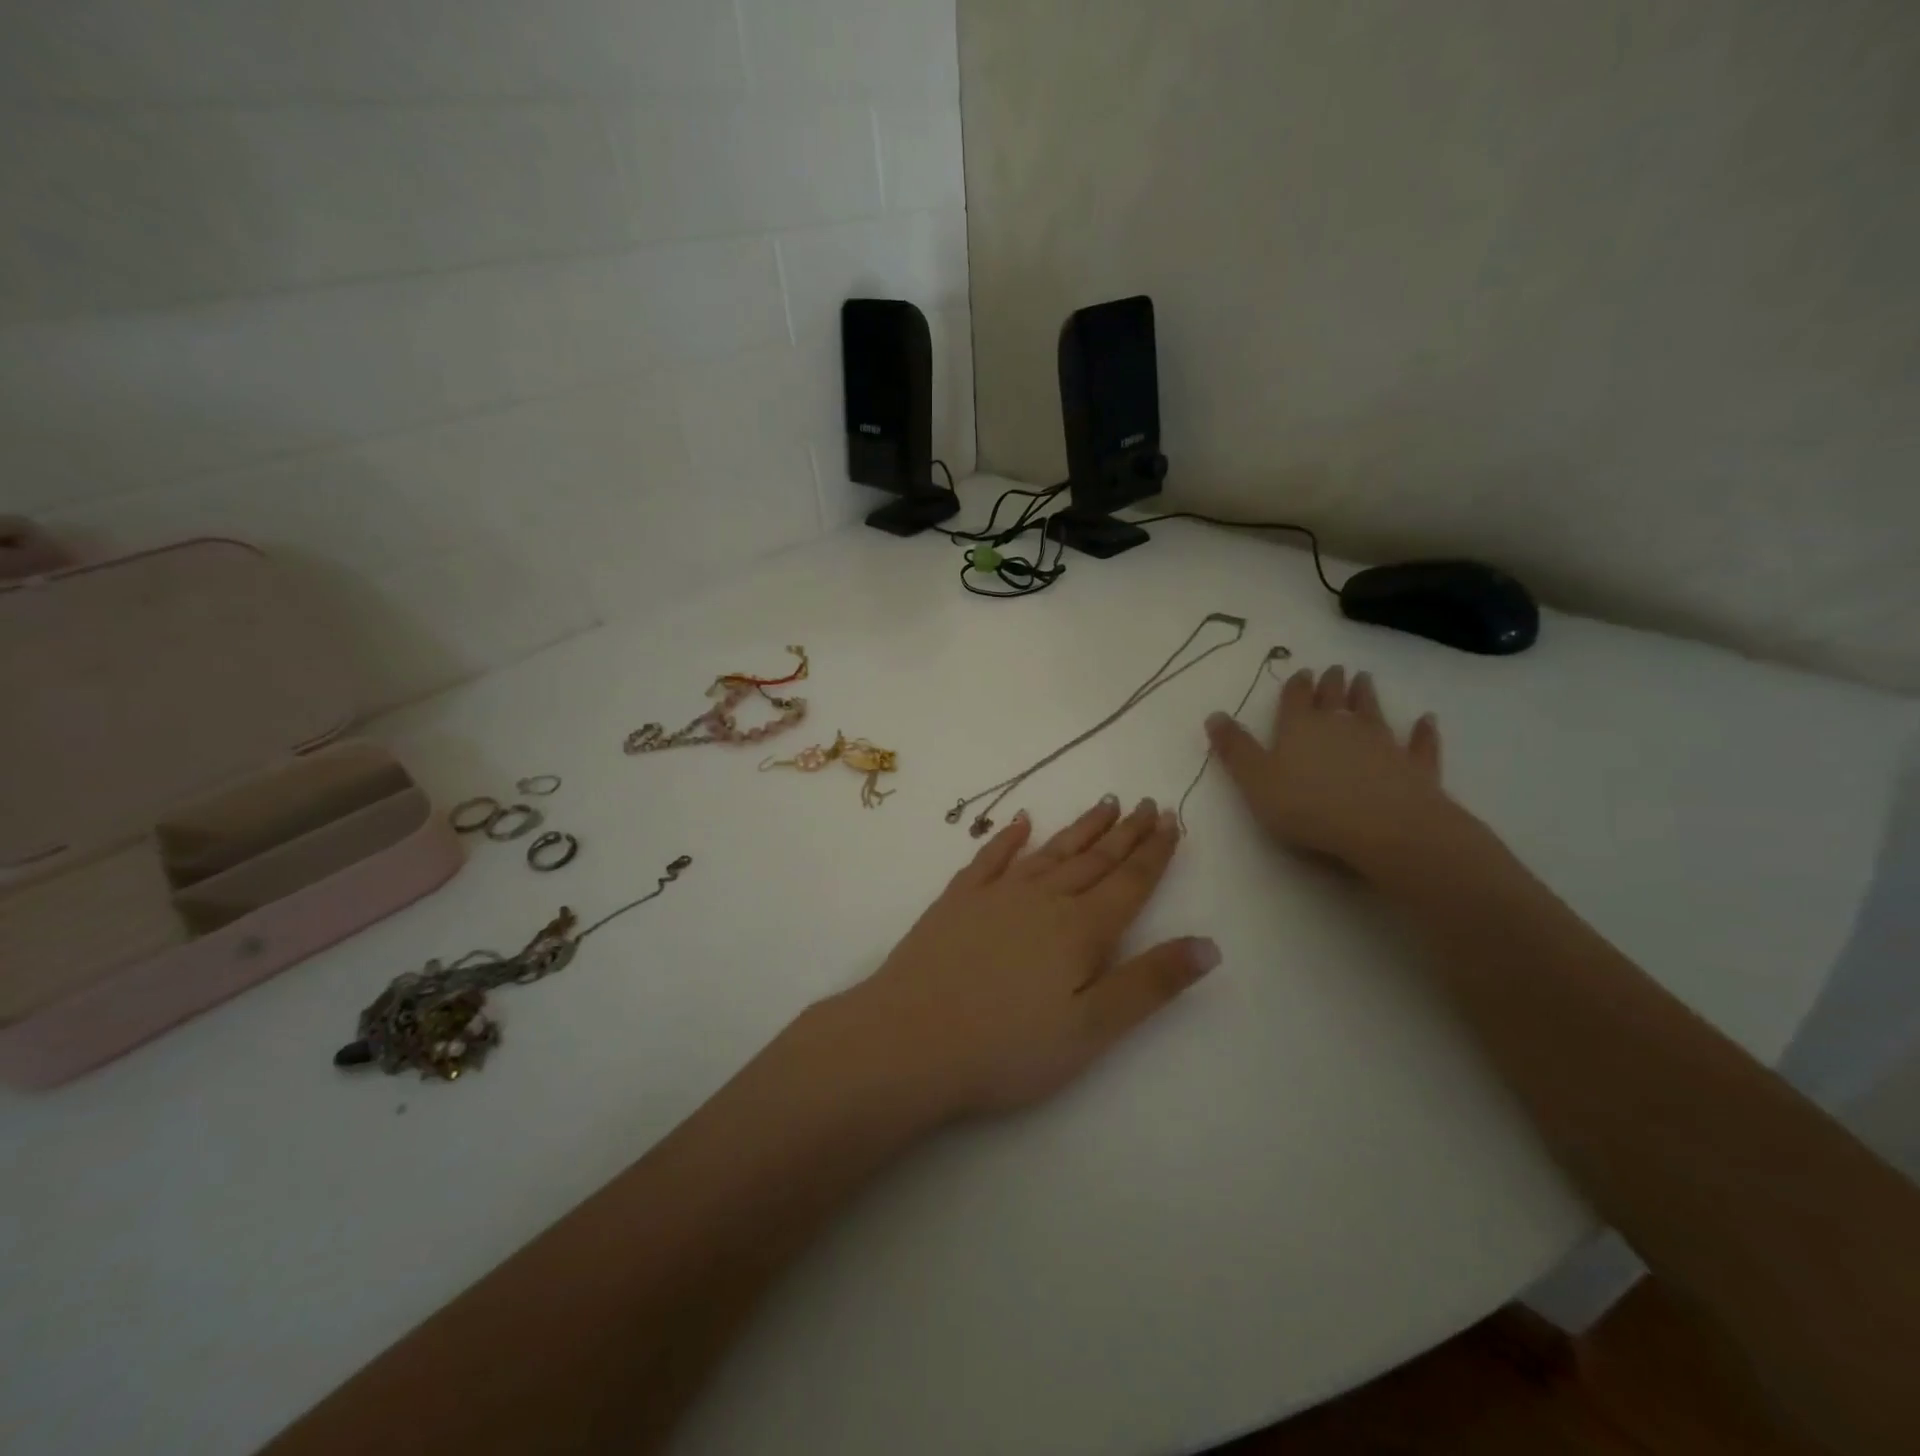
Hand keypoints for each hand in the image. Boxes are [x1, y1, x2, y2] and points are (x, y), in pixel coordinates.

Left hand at [830, 797, 1218, 1121]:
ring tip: (1104, 804)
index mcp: (1080, 930)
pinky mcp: (956, 900)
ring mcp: (995, 895)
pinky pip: (990, 858)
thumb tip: (1209, 944)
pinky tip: (1020, 822)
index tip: (1171, 818)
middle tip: (1145, 803)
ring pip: (1050, 852)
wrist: (909, 1039)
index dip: (1154, 852)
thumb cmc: (1007, 1047)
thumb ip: (1150, 983)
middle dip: (1125, 833)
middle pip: (1094, 859)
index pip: (1130, 882)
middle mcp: (1042, 899)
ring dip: (1080, 828)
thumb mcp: (1092, 1029)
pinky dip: (1008, 837)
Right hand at [1205, 665, 1456, 878]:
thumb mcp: (1255, 780)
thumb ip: (1235, 749)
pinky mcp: (1414, 766)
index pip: (1295, 699)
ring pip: (1373, 711)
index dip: (1296, 686)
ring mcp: (1382, 743)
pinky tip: (1427, 720)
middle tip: (1335, 669)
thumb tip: (1214, 714)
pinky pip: (1418, 743)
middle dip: (1332, 683)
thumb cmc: (1308, 805)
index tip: (1302, 672)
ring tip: (1365, 679)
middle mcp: (1341, 726)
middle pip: (1335, 698)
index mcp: (1299, 728)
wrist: (1384, 827)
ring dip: (1368, 695)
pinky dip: (1422, 731)